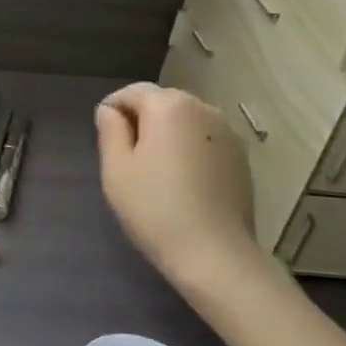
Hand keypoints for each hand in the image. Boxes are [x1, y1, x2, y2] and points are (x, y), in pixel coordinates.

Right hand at [95, 83, 258, 291]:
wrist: (214, 253)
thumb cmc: (154, 207)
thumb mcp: (116, 169)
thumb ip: (110, 131)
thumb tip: (110, 111)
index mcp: (169, 106)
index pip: (132, 92)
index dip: (112, 110)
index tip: (104, 138)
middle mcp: (203, 108)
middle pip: (162, 102)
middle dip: (141, 120)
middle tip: (126, 157)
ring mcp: (228, 133)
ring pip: (186, 121)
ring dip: (167, 135)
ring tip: (155, 170)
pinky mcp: (241, 157)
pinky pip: (205, 141)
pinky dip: (190, 150)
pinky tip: (182, 181)